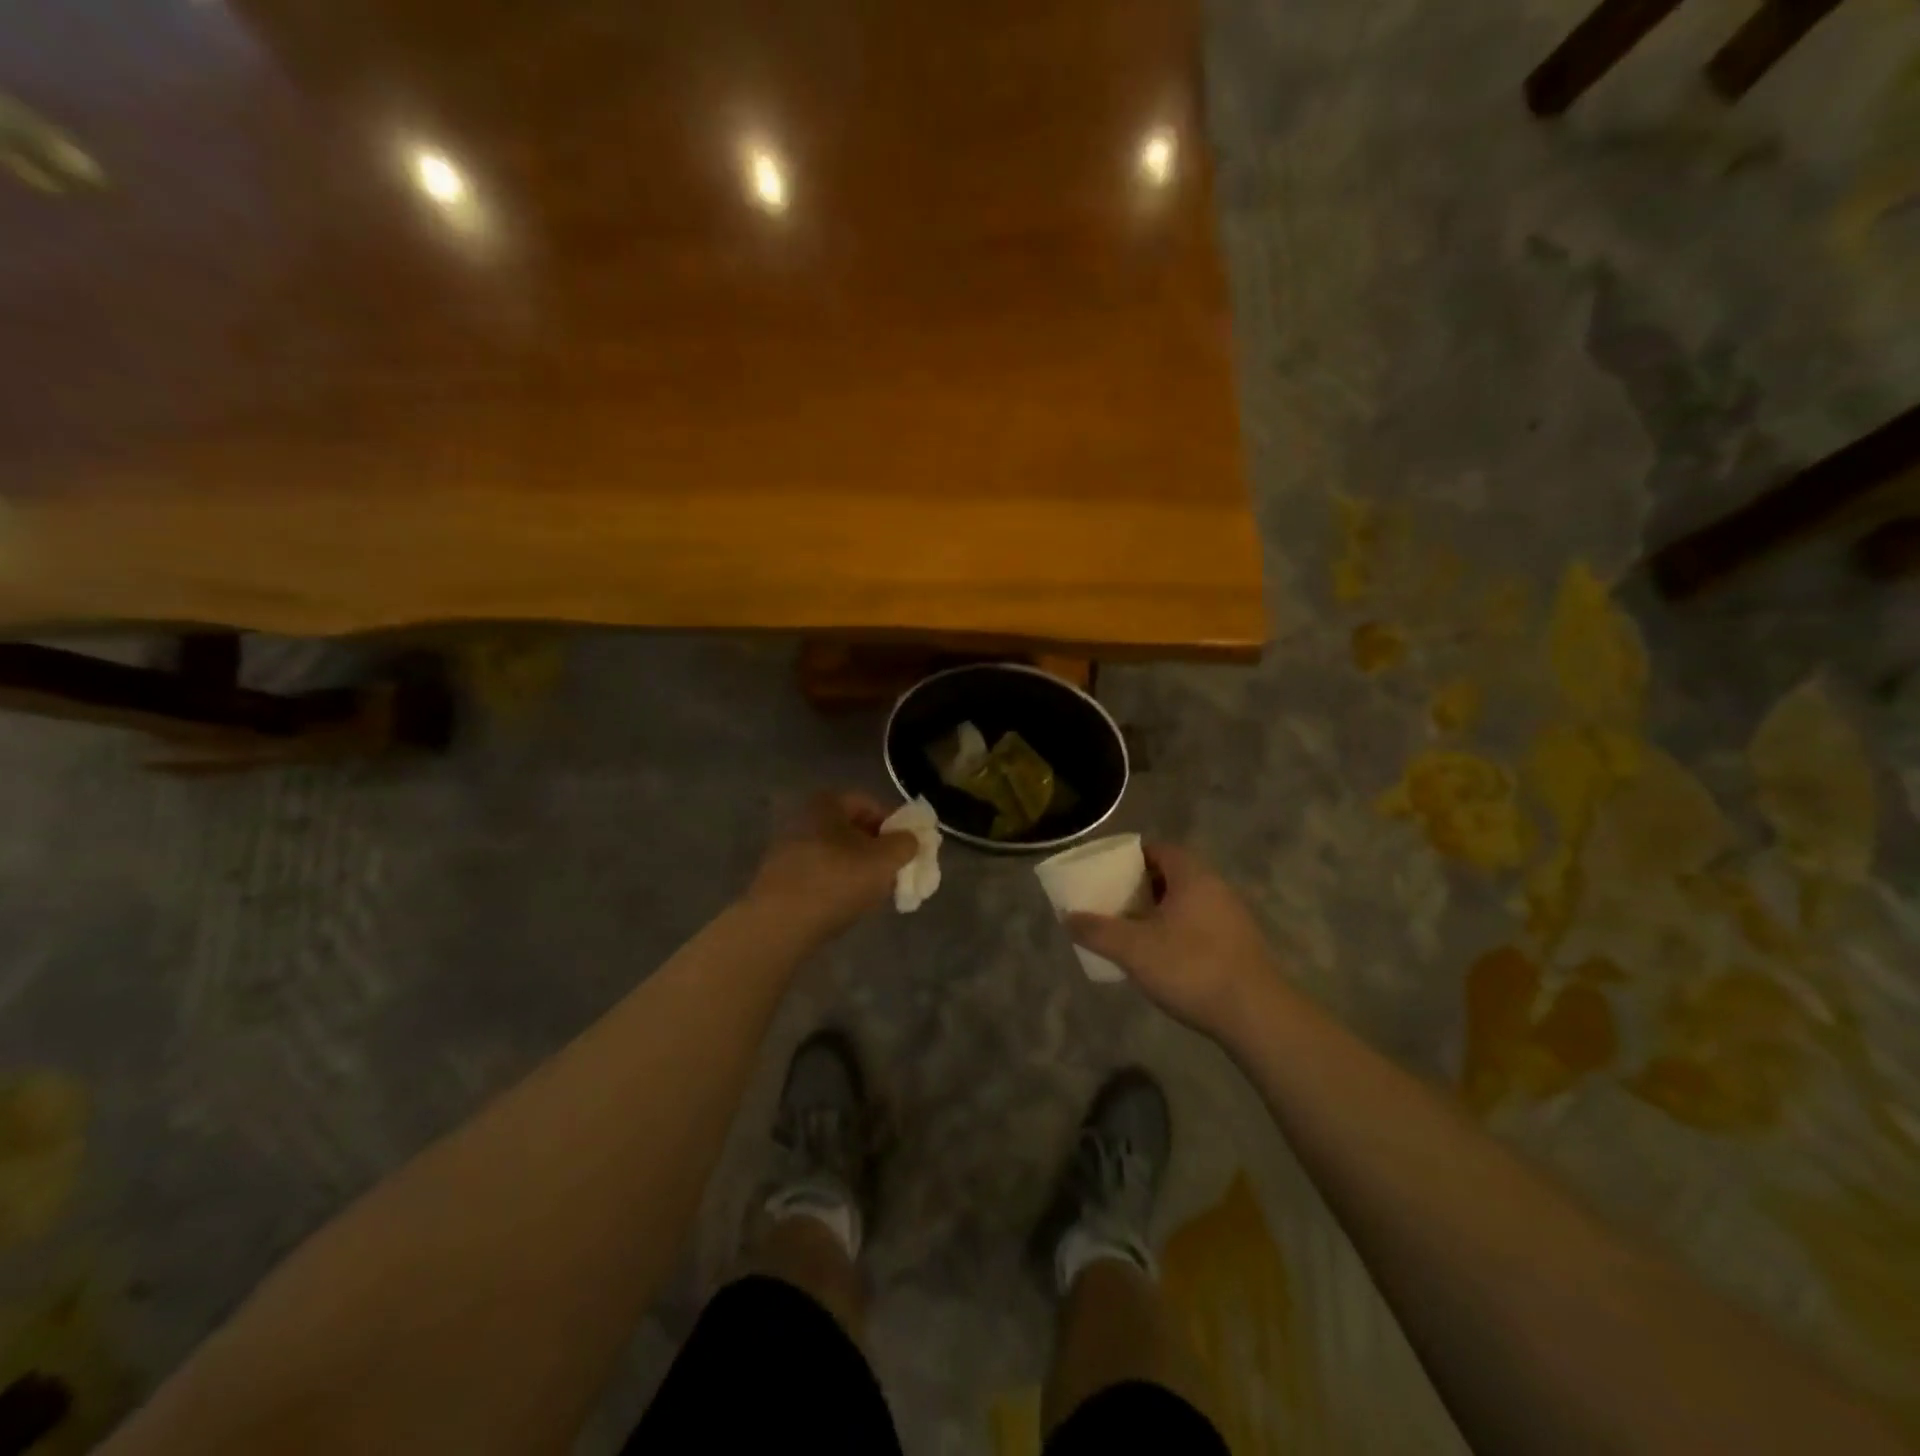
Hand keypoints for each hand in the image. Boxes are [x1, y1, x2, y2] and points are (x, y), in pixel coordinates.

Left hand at [747, 791, 917, 940]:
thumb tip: (911, 839)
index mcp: (826, 803)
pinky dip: (836, 883)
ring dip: (858, 868)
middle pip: (852, 829)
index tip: (907, 850)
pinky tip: (846, 905)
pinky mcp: (779, 877)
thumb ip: (906, 844)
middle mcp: (803, 818)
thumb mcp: (884, 861)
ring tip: (873, 893)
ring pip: (836, 853)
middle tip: (894, 872)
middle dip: (877, 849)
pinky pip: (819, 873)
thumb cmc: (836, 881)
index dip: (895, 824)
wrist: (778, 925)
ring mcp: (787, 848)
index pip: (870, 804)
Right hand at [1068, 844, 1280, 1036]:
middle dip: (1141, 885)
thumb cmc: (1191, 968)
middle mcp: (1216, 887)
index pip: (1158, 849)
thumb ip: (1098, 930)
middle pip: (1172, 874)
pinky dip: (1177, 930)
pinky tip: (1162, 955)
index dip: (1130, 857)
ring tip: (1132, 930)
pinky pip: (1200, 924)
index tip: (1106, 872)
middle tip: (1113, 901)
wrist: (1256, 1015)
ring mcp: (1232, 916)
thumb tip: (1068, 918)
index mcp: (1192, 876)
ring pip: (1187, 901)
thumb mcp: (1134, 949)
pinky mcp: (1239, 944)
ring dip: (1159, 910)